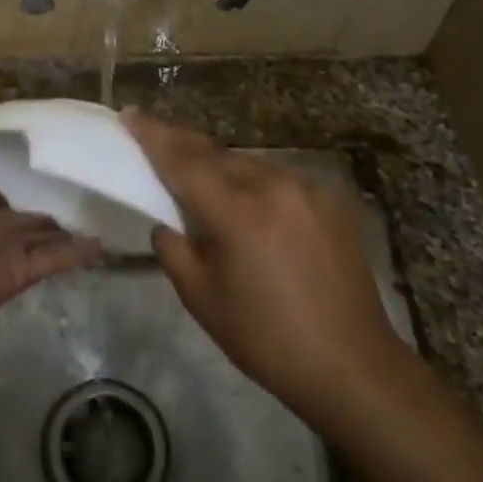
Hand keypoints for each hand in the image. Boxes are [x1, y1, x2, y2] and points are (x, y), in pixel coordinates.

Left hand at [0, 92, 103, 342]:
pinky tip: (104, 238)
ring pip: (45, 233)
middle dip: (49, 194)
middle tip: (85, 172)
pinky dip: (77, 252)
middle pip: (25, 206)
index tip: (47, 142)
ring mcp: (4, 251)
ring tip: (103, 202)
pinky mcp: (20, 274)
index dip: (17, 162)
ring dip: (70, 222)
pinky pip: (54, 260)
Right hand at [124, 109, 401, 423]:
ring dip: (219, 166)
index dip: (153, 136)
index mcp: (239, 211)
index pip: (184, 161)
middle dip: (182, 144)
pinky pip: (278, 180)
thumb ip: (174, 249)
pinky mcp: (330, 201)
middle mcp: (275, 186)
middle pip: (216, 154)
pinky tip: (247, 204)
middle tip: (154, 137)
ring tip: (198, 177)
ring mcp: (308, 190)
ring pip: (248, 164)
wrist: (353, 367)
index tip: (129, 114)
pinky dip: (253, 184)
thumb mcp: (202, 299)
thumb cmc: (268, 340)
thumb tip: (167, 223)